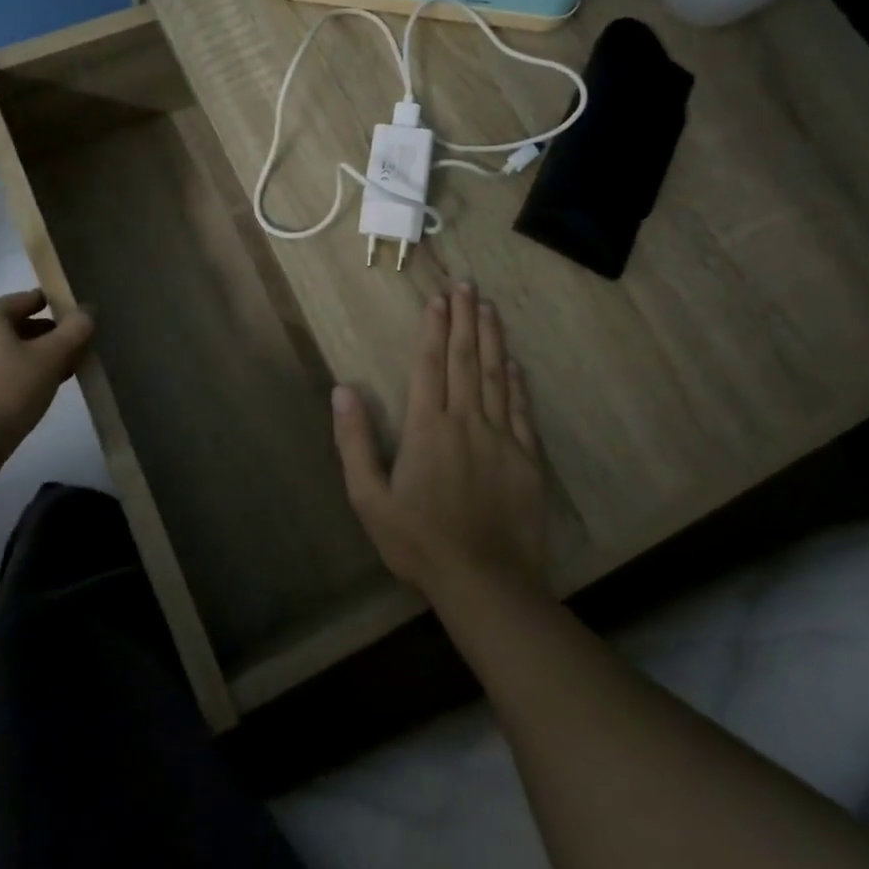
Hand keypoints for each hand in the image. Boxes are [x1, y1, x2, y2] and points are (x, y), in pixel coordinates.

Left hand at [0, 289, 93, 456]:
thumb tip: (87, 311)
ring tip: (58, 373)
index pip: (28, 299)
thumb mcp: (52, 358)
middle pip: (14, 323)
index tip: (78, 322)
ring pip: (2, 347)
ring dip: (30, 355)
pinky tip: (32, 389)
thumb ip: (74, 330)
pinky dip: (11, 370)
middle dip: (45, 336)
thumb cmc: (9, 391)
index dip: (57, 307)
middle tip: (73, 352)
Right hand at [332, 284, 546, 602]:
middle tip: (467, 285)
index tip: (438, 299)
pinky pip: (521, 409)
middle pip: (465, 359)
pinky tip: (514, 361)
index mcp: (427, 427)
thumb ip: (355, 442)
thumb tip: (342, 391)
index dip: (433, 328)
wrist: (486, 583)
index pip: (430, 364)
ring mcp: (501, 438)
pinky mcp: (527, 458)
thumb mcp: (369, 498)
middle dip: (464, 319)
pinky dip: (517, 381)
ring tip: (488, 307)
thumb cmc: (419, 542)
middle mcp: (466, 421)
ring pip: (496, 375)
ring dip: (491, 338)